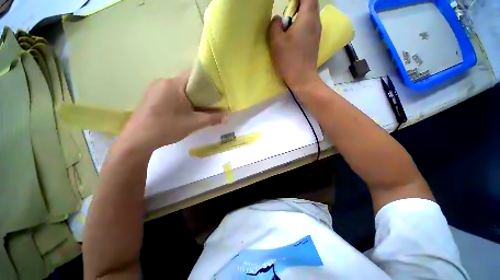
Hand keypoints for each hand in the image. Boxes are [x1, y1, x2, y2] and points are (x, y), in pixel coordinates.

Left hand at [118, 72, 225, 153]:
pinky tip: (184, 110)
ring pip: (180, 88)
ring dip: (191, 96)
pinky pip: (171, 93)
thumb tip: (228, 116)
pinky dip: (181, 99)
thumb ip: (212, 118)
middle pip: (188, 82)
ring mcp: (155, 88)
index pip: (195, 74)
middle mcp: (163, 81)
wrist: (137, 140)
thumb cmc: (166, 128)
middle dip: (201, 92)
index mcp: (173, 84)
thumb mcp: (194, 124)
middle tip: (211, 102)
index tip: (217, 91)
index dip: (208, 81)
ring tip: (199, 108)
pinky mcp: (151, 96)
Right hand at [269, 0, 321, 91]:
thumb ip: (275, 25)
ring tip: (288, 26)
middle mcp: (316, 21)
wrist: (302, 79)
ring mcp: (317, 32)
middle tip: (286, 14)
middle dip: (298, 4)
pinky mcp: (315, 41)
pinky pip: (310, 25)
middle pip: (310, 3)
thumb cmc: (289, 60)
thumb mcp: (276, 42)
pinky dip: (302, 24)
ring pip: (310, 15)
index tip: (288, 2)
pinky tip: (293, 37)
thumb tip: (278, 19)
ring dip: (299, 15)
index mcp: (308, 17)